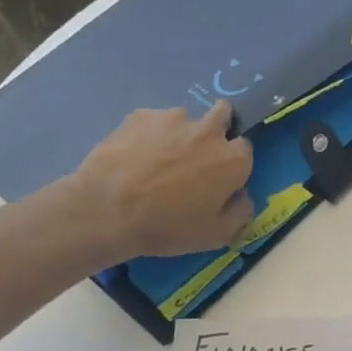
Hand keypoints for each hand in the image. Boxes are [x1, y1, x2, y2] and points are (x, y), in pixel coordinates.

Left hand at [64, 102, 254, 261]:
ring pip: (186, 119)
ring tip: (157, 159)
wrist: (106, 210)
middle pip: (223, 115)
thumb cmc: (168, 226)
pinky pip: (154, 121)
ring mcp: (173, 118)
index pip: (245, 150)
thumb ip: (241, 213)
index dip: (233, 164)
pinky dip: (150, 134)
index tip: (220, 179)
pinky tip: (134, 155)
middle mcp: (209, 131)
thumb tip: (243, 196)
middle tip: (196, 156)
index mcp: (233, 160)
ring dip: (180, 133)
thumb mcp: (217, 235)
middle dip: (216, 129)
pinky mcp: (141, 115)